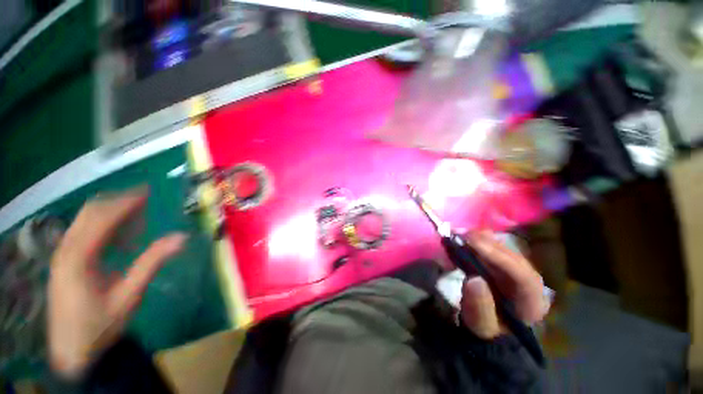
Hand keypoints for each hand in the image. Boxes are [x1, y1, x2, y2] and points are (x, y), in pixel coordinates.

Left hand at [48, 188, 186, 378]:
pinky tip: (121, 239)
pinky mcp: (65, 261)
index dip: (126, 202)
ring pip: (85, 221)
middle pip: (90, 213)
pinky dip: (104, 228)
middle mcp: (66, 250)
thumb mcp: (130, 295)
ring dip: (112, 215)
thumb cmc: (102, 324)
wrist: (74, 350)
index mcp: (78, 257)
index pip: (102, 218)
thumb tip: (182, 237)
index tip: (147, 192)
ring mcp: (63, 255)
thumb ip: (152, 262)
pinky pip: (84, 233)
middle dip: (118, 203)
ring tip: (138, 219)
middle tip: (145, 201)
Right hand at [459, 231, 547, 338]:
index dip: (499, 258)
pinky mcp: (506, 266)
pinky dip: (482, 242)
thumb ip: (479, 307)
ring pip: (507, 251)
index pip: (524, 276)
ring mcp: (519, 272)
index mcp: (533, 302)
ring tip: (463, 234)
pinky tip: (468, 238)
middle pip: (515, 258)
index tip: (474, 244)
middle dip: (490, 244)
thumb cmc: (488, 329)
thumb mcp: (481, 325)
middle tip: (464, 235)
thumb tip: (473, 279)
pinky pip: (496, 250)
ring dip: (485, 240)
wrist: (490, 326)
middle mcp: (530, 283)